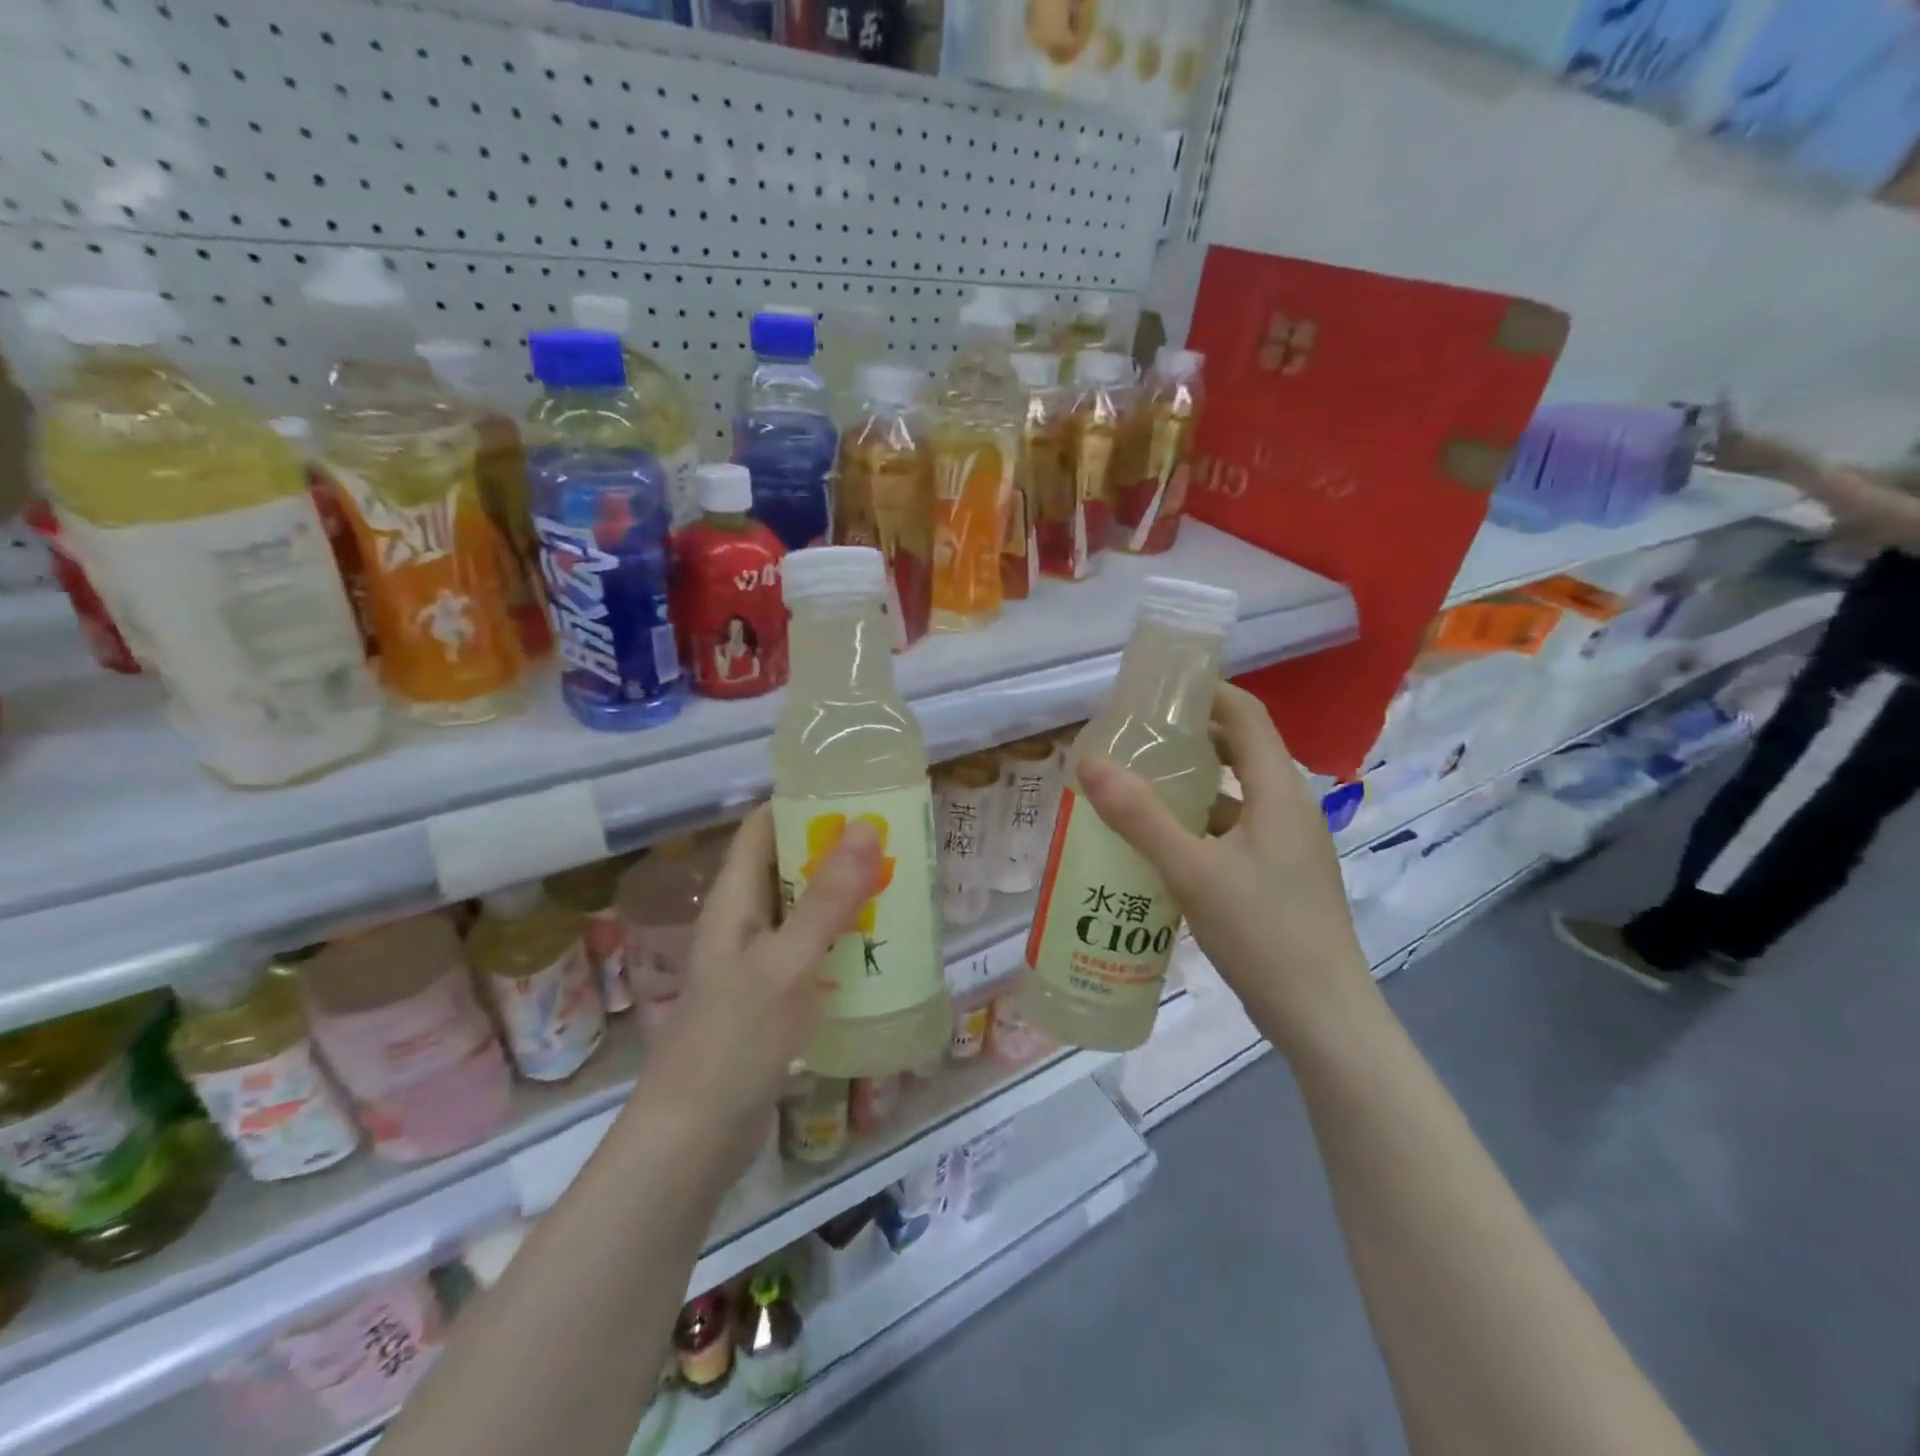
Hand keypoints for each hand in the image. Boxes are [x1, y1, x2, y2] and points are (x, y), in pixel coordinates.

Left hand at [640, 807, 879, 1167]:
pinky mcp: (772, 996)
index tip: (856, 792)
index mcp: (734, 900)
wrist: (695, 1137)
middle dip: (836, 849)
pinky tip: (880, 946)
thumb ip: (828, 898)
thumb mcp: (787, 962)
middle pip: (788, 865)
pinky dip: (842, 939)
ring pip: (804, 909)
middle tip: (895, 839)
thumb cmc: (735, 1039)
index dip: (802, 802)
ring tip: (899, 883)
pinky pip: (811, 950)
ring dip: (844, 896)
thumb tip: (865, 826)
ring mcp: (757, 961)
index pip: (762, 827)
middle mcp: (743, 922)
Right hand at [1075, 684, 1373, 1052]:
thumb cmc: (1263, 934)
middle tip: (1135, 739)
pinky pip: (1235, 831)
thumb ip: (1140, 817)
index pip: (1246, 715)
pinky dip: (1199, 825)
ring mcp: (1288, 844)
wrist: (1324, 1017)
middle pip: (1240, 751)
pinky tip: (1162, 846)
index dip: (1205, 692)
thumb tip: (1088, 761)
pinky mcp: (1280, 875)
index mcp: (1279, 792)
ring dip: (1191, 786)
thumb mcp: (1192, 873)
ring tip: (1137, 788)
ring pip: (1235, 795)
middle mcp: (1290, 808)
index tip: (1155, 691)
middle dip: (1190, 738)